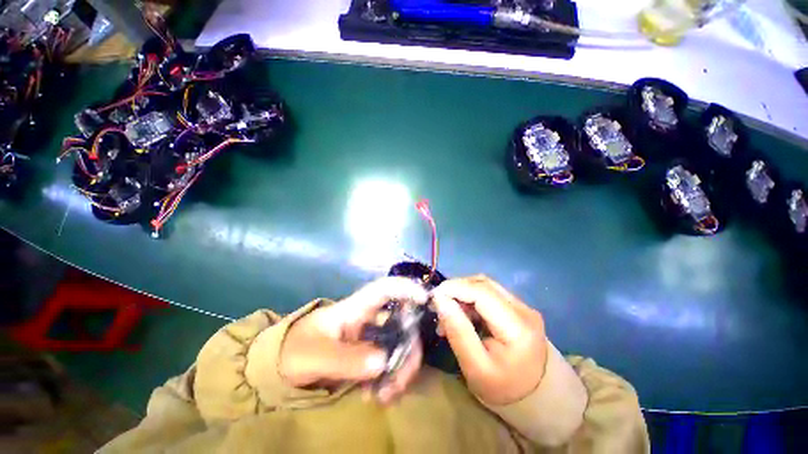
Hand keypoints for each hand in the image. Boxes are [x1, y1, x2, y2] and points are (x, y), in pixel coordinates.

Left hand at [279, 277, 427, 403]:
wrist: (283, 368)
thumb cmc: (295, 350)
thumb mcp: (314, 355)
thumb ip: (346, 359)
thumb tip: (383, 362)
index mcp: (357, 308)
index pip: (385, 288)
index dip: (407, 288)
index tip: (425, 300)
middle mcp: (370, 319)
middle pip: (402, 322)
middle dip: (408, 348)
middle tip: (399, 380)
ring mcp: (372, 338)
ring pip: (401, 345)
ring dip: (401, 370)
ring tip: (385, 396)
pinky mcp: (370, 356)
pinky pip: (391, 364)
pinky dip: (391, 380)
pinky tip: (378, 397)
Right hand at [431, 275, 547, 405]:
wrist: (535, 397)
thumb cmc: (503, 388)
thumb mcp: (475, 367)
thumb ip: (457, 331)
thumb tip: (439, 300)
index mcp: (517, 326)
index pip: (482, 292)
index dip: (455, 287)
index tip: (433, 296)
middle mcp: (523, 309)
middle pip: (483, 284)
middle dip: (456, 289)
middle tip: (438, 305)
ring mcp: (522, 306)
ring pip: (484, 286)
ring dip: (462, 293)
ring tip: (447, 312)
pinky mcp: (517, 308)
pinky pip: (488, 294)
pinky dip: (470, 299)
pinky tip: (461, 313)